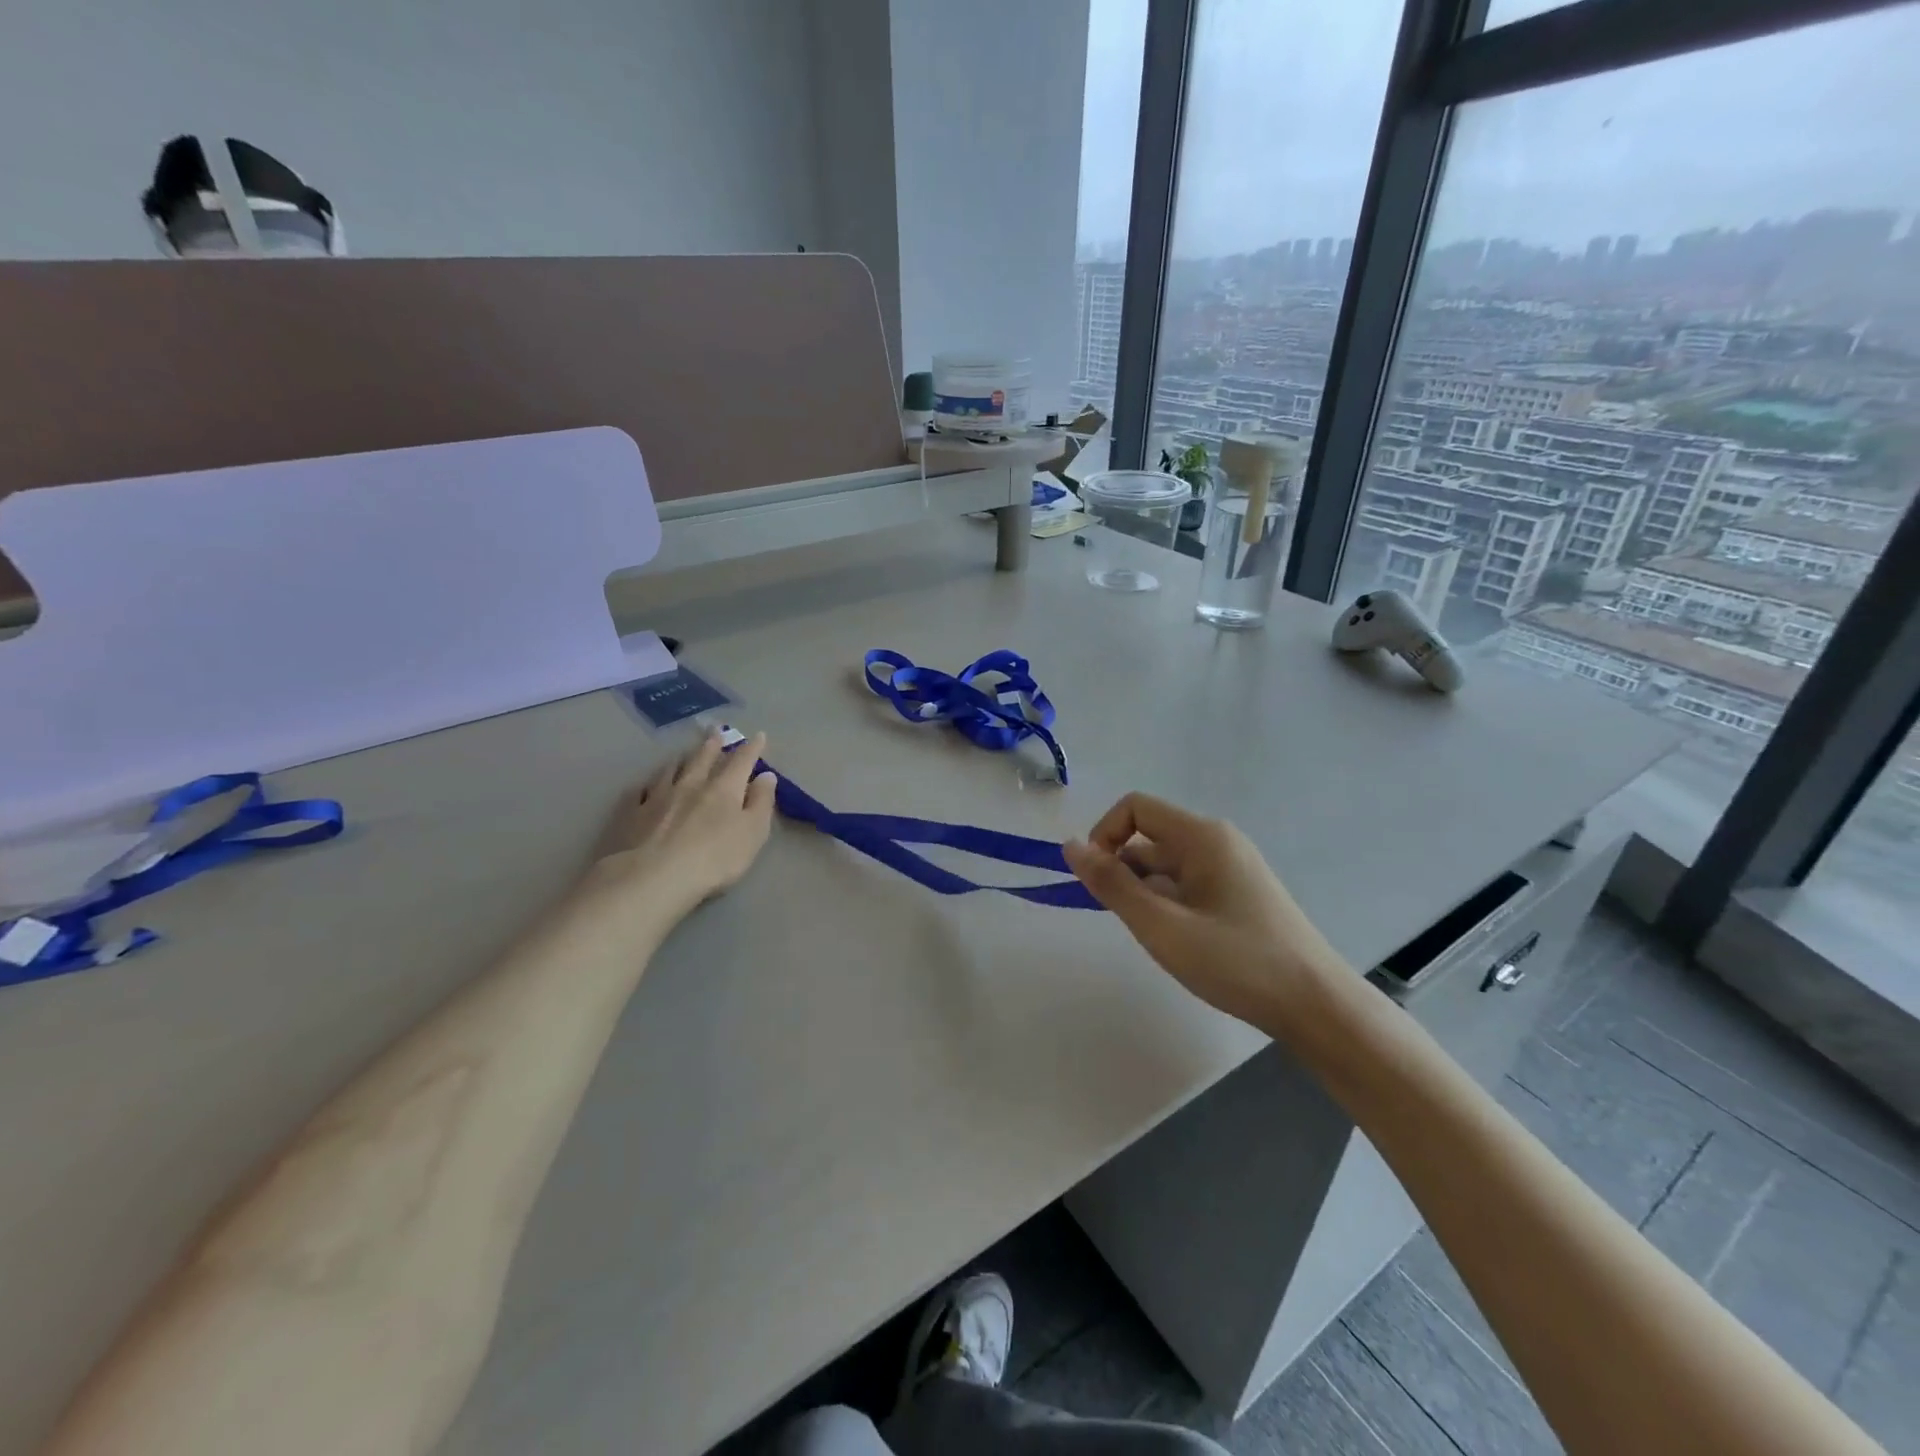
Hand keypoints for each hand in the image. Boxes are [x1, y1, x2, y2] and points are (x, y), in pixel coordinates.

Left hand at [587, 731, 776, 916]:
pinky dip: (646, 785)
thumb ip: (761, 803)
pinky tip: (645, 785)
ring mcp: (657, 798)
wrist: (654, 878)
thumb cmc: (715, 858)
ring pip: (670, 770)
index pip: (742, 761)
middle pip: (702, 758)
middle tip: (715, 730)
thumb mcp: (753, 833)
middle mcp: (691, 785)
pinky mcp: (632, 815)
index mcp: (724, 788)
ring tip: (683, 753)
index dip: (752, 748)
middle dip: (712, 744)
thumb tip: (766, 776)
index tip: (759, 735)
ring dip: (680, 759)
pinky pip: (639, 792)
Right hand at [1063, 792, 1344, 1027]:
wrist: (1316, 1005)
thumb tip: (1070, 846)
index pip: (1135, 808)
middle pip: (1149, 838)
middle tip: (1127, 921)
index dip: (1104, 835)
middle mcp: (1217, 842)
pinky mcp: (1239, 895)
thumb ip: (1112, 884)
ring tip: (1158, 939)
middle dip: (1123, 872)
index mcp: (1201, 836)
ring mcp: (1231, 869)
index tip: (1096, 881)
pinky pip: (1186, 885)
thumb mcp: (1162, 926)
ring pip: (1166, 866)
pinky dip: (1168, 905)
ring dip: (1146, 894)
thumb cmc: (1235, 961)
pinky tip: (1180, 944)